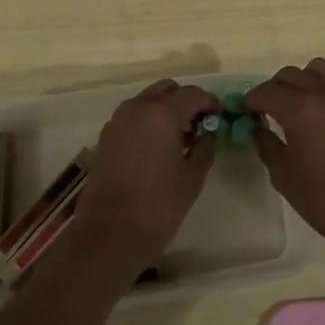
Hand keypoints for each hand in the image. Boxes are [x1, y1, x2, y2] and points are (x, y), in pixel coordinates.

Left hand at [72, 79, 218, 268]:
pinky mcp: (106, 137)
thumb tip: (206, 135)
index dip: (208, 102)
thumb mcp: (192, 178)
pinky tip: (157, 147)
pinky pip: (132, 117)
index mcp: (161, 113)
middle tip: (198, 125)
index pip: (191, 94)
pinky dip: (147, 121)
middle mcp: (137, 108)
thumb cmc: (158, 206)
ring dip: (164, 110)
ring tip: (178, 137)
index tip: (218, 117)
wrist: (110, 234)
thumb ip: (204, 148)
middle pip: (166, 89)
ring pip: (147, 101)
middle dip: (184, 101)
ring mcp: (117, 121)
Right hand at [244, 59, 324, 257]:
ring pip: (320, 71)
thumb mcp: (283, 175)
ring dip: (302, 81)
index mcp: (301, 109)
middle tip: (268, 109)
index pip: (267, 91)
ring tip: (298, 105)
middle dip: (274, 88)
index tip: (246, 111)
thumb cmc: (324, 200)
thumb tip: (256, 127)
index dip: (252, 99)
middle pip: (291, 74)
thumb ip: (266, 144)